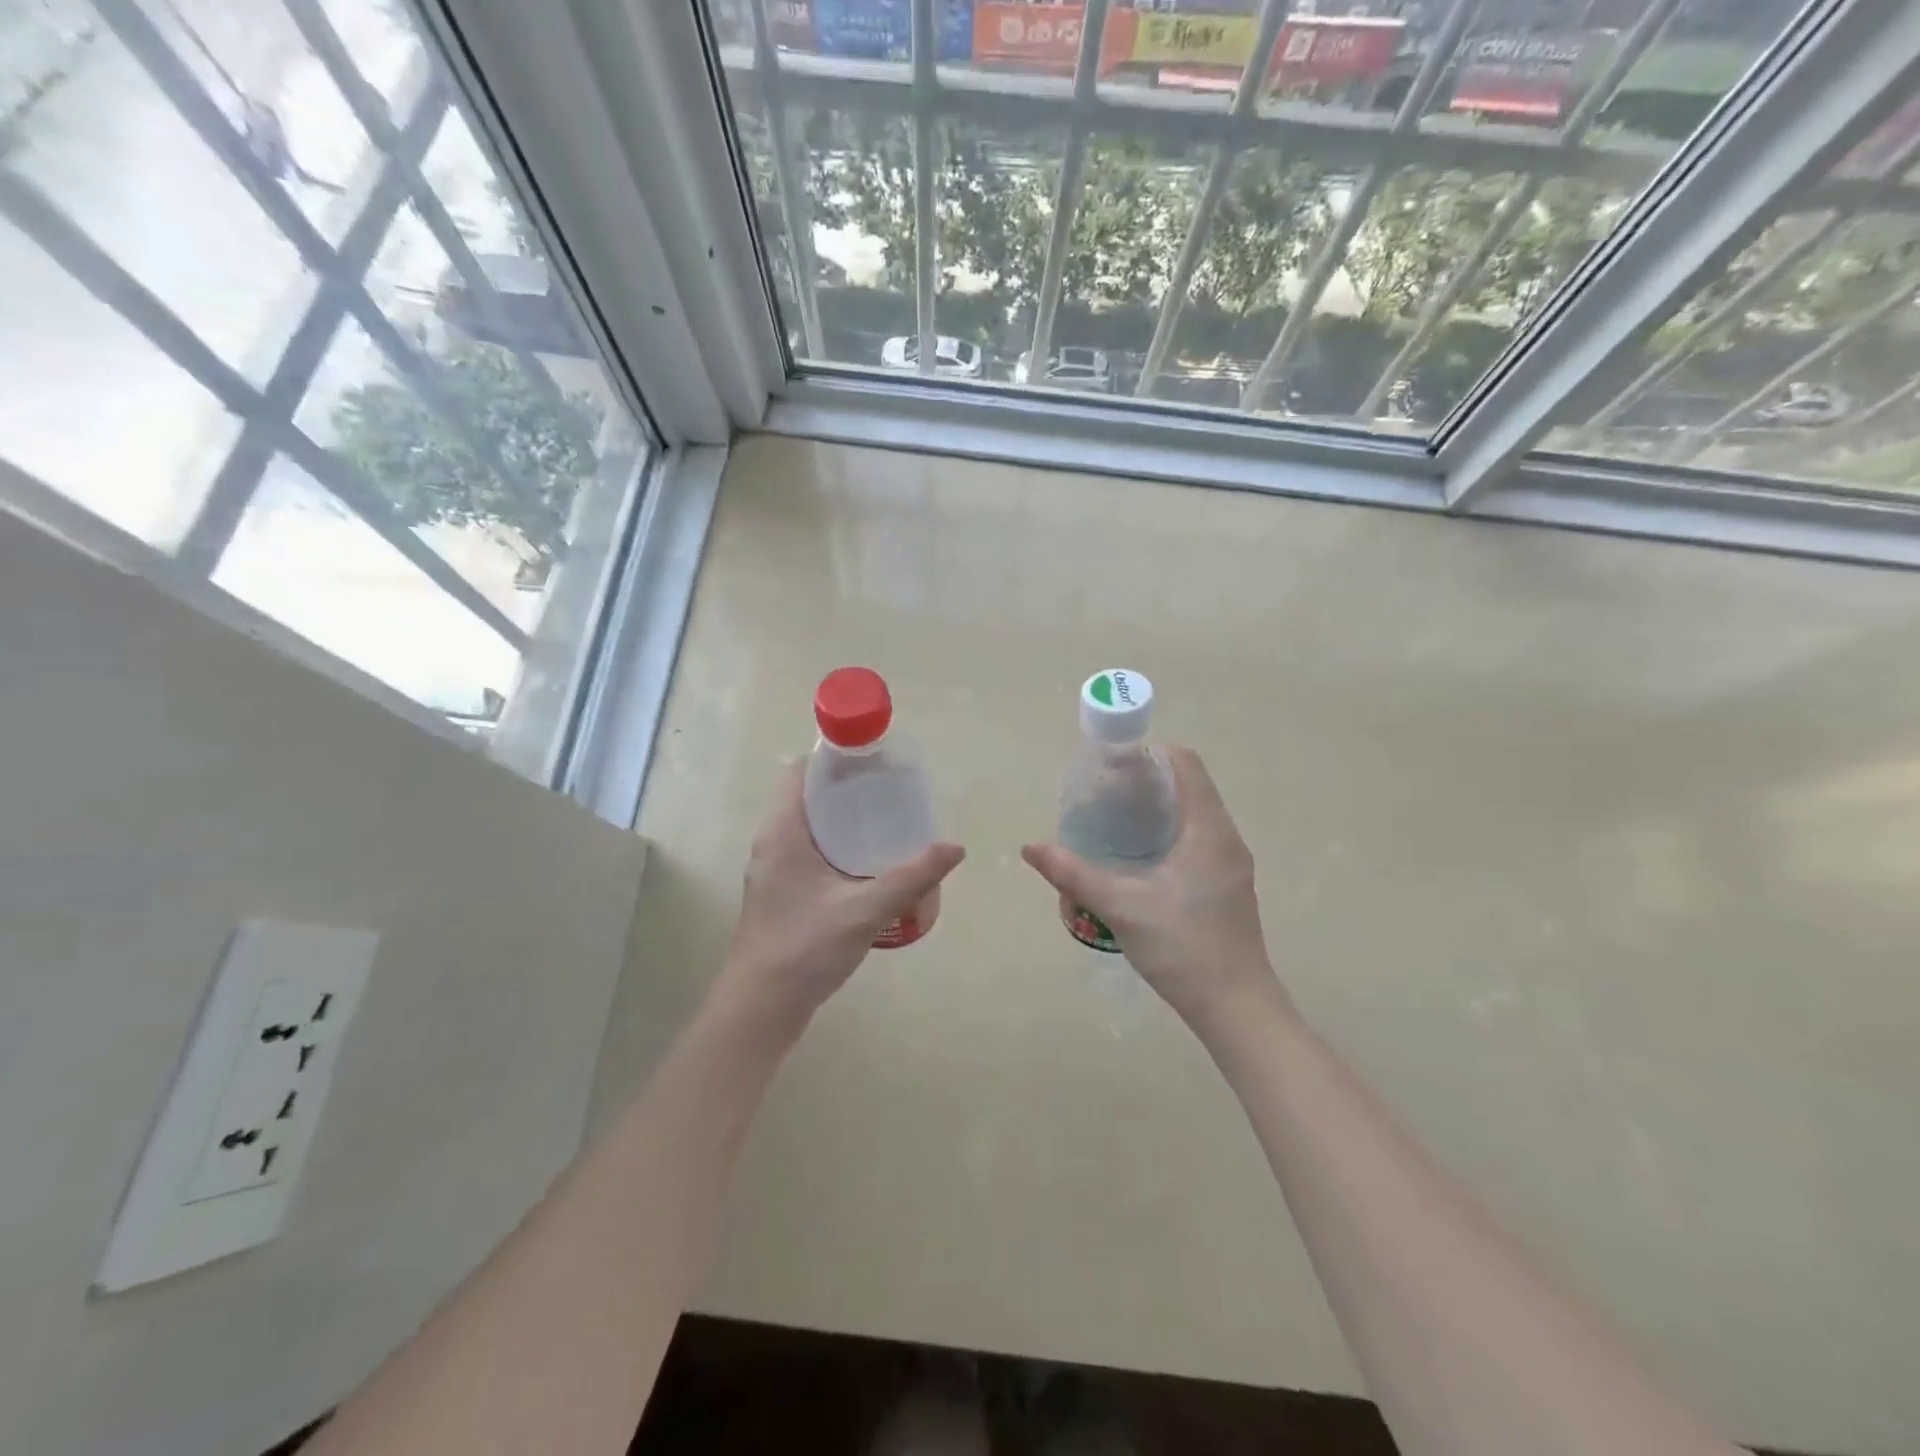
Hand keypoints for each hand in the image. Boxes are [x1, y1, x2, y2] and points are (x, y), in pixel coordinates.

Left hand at [714, 763, 964, 1037]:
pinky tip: (869, 863)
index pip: (801, 772)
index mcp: (783, 832)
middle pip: (808, 796)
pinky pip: (810, 852)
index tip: (873, 759)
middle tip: (891, 790)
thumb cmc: (805, 948)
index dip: (834, 758)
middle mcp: (772, 843)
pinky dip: (837, 846)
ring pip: (810, 826)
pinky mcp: (781, 892)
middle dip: (848, 788)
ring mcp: (774, 870)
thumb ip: (911, 877)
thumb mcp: (865, 910)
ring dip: (843, 819)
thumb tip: (954, 847)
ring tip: (887, 820)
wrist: (762, 1007)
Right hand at [1022, 747, 1282, 1034]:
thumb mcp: (1120, 907)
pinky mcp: (1229, 885)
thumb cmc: (1182, 947)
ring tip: (1117, 819)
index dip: (1151, 754)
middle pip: (1191, 785)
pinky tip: (1141, 857)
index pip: (1186, 764)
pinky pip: (1200, 838)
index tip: (1114, 764)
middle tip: (1106, 792)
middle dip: (1149, 780)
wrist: (1235, 1007)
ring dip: (1160, 807)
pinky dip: (1171, 831)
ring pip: (1196, 814)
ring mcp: (1232, 863)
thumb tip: (1030, 847)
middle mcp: (1227, 838)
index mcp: (1209, 830)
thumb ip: (1073, 874)